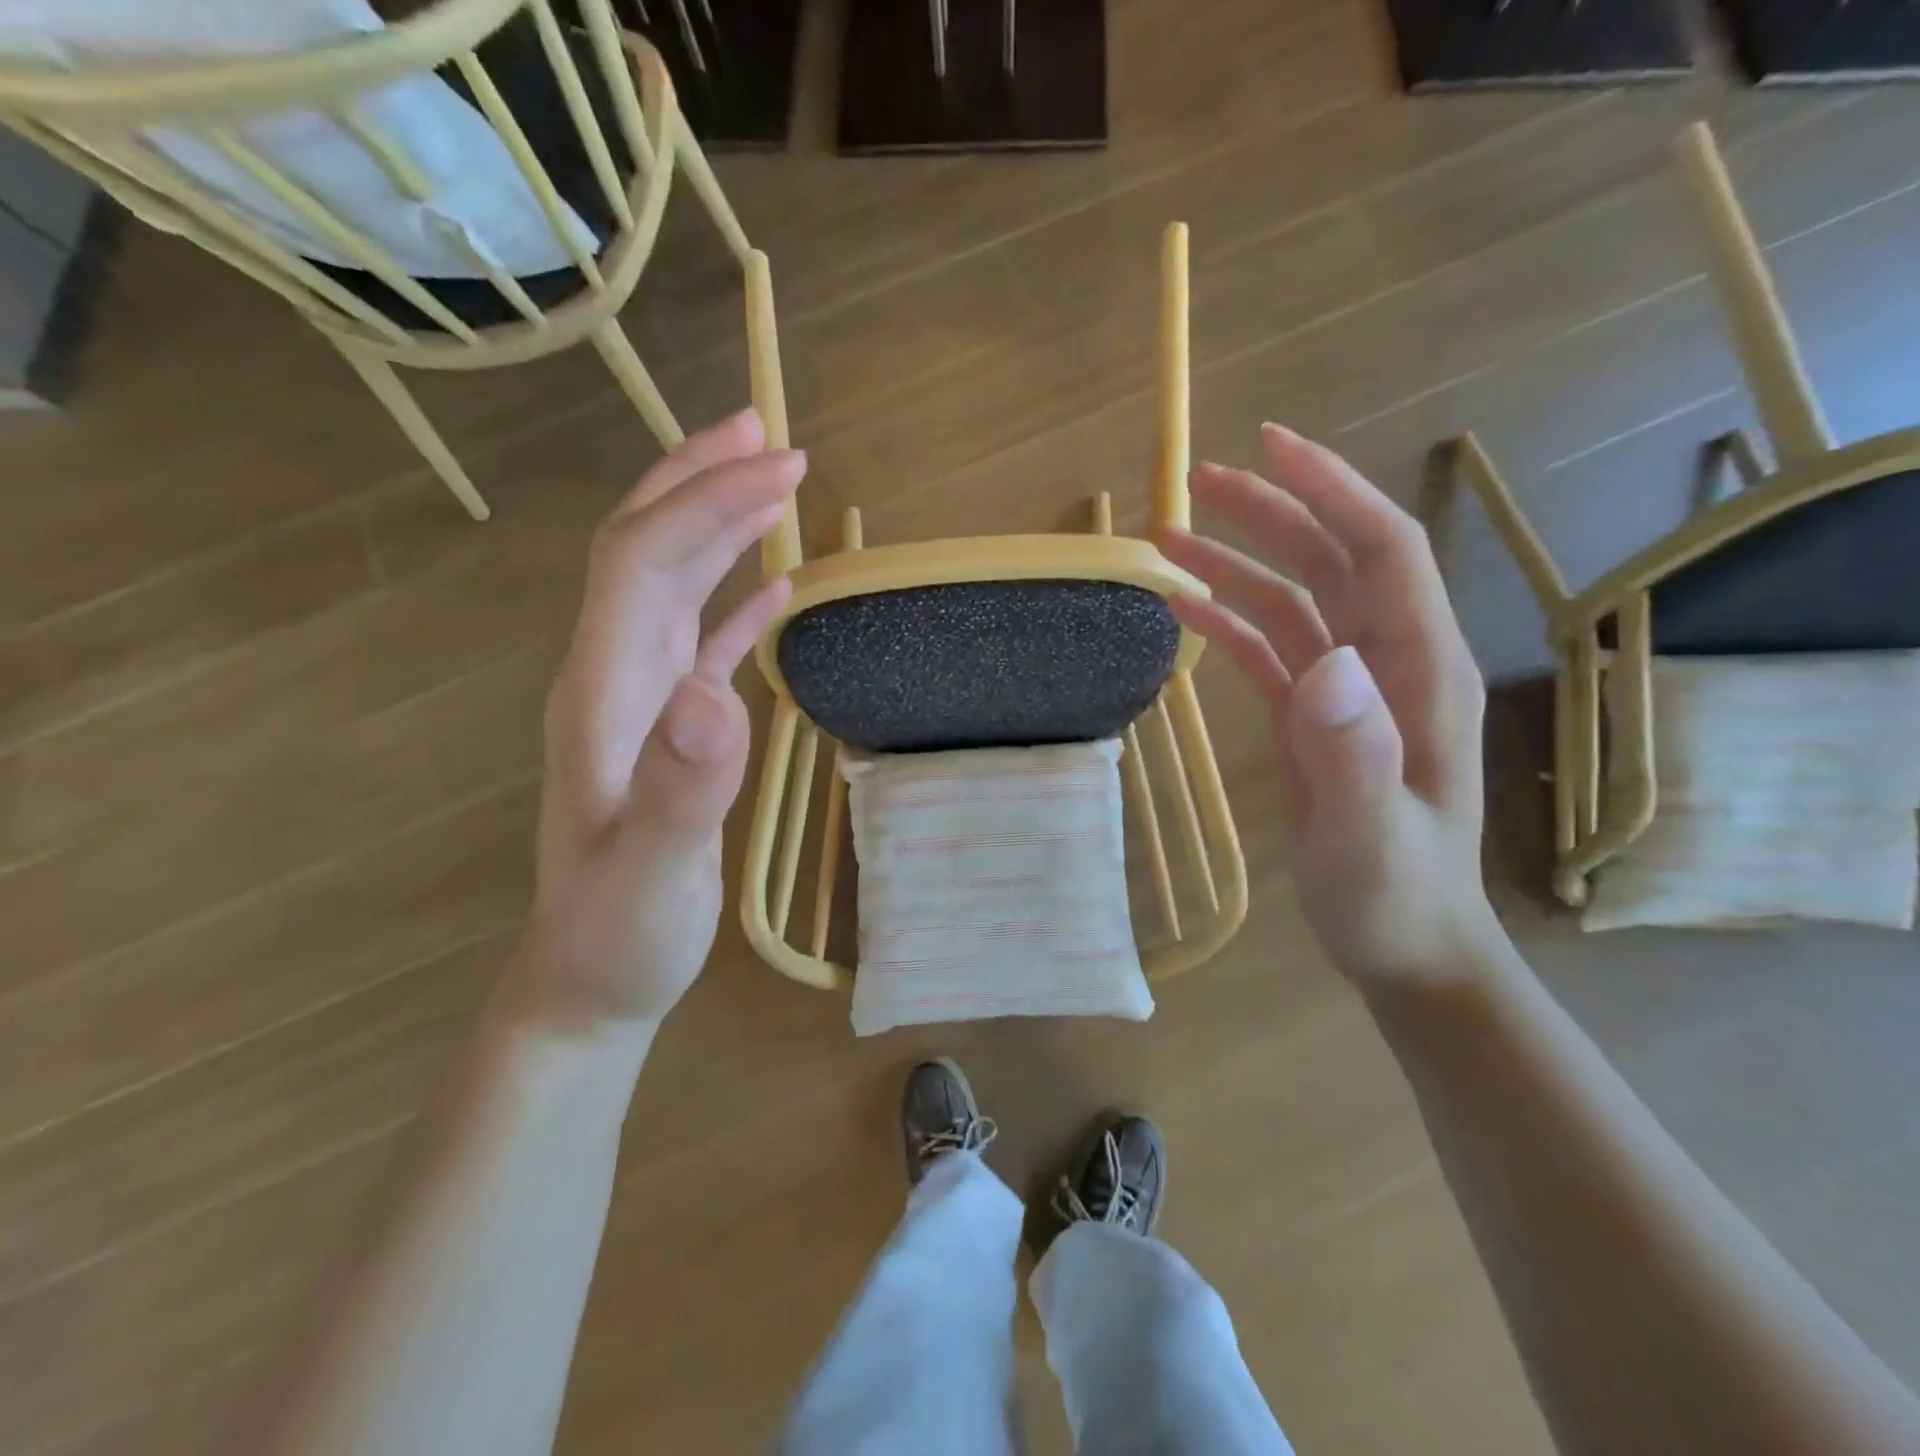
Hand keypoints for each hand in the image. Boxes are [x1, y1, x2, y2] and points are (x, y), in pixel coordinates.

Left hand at [515, 409, 799, 1031]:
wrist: (589, 980)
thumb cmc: (619, 934)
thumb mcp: (649, 876)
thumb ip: (678, 790)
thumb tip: (714, 692)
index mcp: (601, 693)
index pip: (641, 562)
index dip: (704, 505)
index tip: (778, 471)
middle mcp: (610, 675)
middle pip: (643, 547)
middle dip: (701, 482)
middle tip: (769, 435)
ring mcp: (638, 698)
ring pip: (668, 582)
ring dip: (715, 522)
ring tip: (769, 479)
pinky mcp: (668, 725)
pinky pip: (698, 637)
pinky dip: (734, 597)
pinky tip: (775, 584)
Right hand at [1159, 424, 1494, 984]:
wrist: (1405, 946)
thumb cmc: (1396, 898)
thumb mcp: (1373, 838)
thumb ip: (1355, 754)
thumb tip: (1325, 663)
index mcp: (1419, 673)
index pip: (1380, 553)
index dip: (1330, 491)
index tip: (1270, 447)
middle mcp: (1387, 664)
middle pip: (1330, 561)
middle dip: (1271, 512)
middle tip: (1198, 481)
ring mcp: (1348, 691)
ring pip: (1293, 600)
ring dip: (1236, 564)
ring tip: (1170, 538)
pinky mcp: (1312, 717)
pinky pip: (1268, 649)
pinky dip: (1227, 622)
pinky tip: (1184, 609)